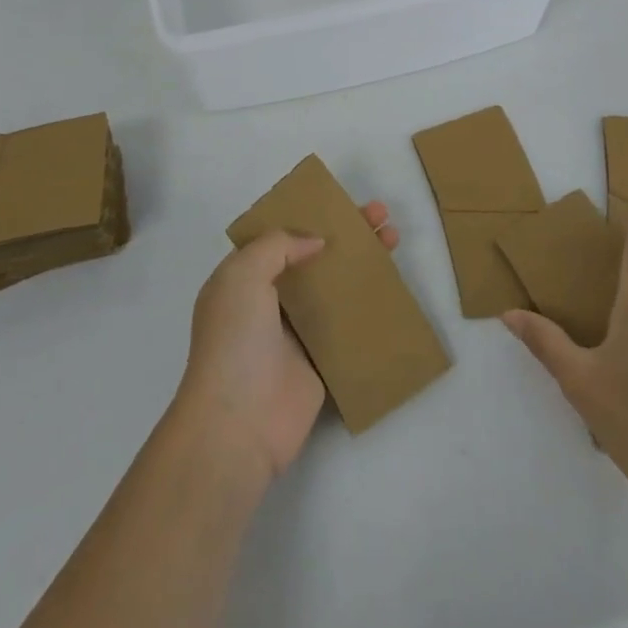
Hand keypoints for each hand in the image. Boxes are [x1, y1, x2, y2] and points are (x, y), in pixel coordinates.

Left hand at [174, 201, 399, 483]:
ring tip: (393, 238)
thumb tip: (315, 240)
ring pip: (334, 287)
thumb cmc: (234, 341)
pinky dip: (368, 305)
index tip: (339, 203)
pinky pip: (348, 324)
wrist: (239, 424)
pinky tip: (393, 287)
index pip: (279, 237)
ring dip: (361, 262)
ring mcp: (296, 332)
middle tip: (379, 214)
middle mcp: (268, 302)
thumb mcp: (242, 275)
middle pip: (313, 257)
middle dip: (345, 233)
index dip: (308, 216)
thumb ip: (277, 246)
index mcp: (242, 279)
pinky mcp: (321, 360)